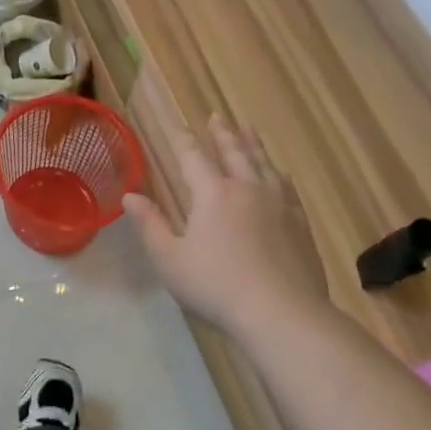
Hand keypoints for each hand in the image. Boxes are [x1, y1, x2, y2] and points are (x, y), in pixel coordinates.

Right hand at [122, 114, 330, 336]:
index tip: (180, 125)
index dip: (184, 140)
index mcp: (213, 194)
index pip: (194, 158)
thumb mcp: (170, 259)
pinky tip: (279, 174)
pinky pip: (287, 186)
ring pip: (263, 163)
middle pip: (234, 152)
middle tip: (218, 116)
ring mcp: (279, 204)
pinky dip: (277, 172)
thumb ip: (150, 225)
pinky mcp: (300, 222)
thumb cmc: (215, 286)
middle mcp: (247, 189)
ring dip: (253, 144)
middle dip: (223, 133)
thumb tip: (130, 196)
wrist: (281, 313)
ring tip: (248, 130)